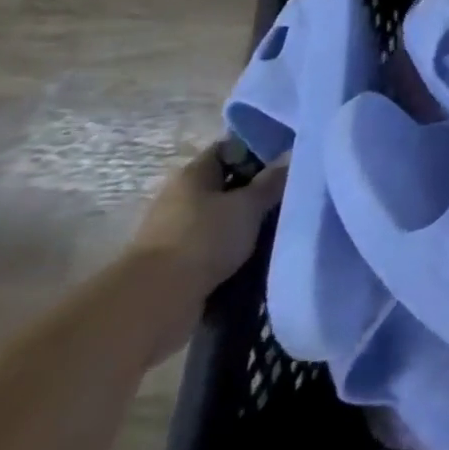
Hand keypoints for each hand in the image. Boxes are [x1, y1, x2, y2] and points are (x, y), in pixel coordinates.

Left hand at [129, 145, 286, 350]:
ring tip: (281, 223)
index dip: (258, 149)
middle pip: (226, 182)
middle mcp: (182, 196)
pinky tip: (261, 249)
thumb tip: (291, 156)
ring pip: (223, 215)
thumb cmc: (204, 238)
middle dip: (257, 188)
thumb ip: (271, 181)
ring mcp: (177, 230)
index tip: (288, 158)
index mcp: (193, 174)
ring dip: (248, 220)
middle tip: (292, 192)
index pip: (229, 148)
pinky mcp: (179, 260)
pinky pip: (216, 242)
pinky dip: (236, 244)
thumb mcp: (247, 205)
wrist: (156, 300)